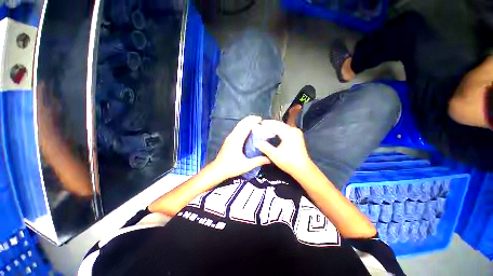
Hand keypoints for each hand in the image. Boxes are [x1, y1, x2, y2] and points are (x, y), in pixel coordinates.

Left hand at [211, 116, 270, 180]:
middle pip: (241, 124)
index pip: (245, 127)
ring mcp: (229, 137)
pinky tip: (247, 129)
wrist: (217, 170)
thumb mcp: (246, 165)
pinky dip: (243, 126)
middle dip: (250, 119)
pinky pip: (237, 129)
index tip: (260, 119)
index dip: (252, 121)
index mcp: (236, 141)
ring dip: (246, 122)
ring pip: (238, 126)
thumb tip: (269, 159)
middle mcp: (232, 136)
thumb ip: (258, 161)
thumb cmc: (231, 167)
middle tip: (259, 119)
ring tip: (254, 122)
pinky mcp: (228, 140)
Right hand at [255, 120, 312, 176]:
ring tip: (265, 128)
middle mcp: (293, 130)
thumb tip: (257, 142)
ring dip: (274, 127)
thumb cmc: (289, 162)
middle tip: (260, 126)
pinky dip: (278, 130)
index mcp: (288, 133)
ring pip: (282, 126)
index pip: (275, 124)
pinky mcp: (297, 136)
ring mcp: (296, 133)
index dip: (266, 123)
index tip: (258, 123)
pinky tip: (273, 133)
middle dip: (270, 124)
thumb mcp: (274, 155)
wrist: (303, 169)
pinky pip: (285, 130)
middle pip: (279, 124)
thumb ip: (265, 147)